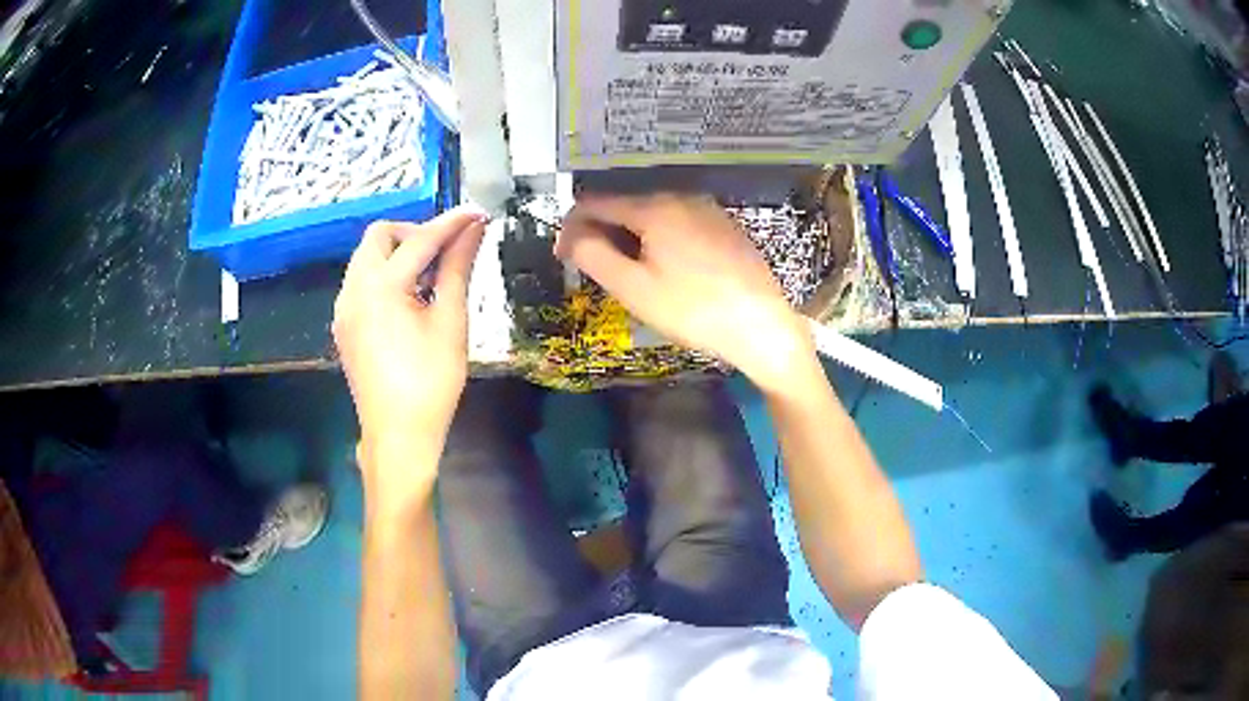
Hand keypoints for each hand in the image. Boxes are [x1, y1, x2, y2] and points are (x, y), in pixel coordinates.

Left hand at [333, 207, 486, 486]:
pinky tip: (408, 300)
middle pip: (379, 237)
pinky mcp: (344, 326)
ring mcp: (343, 309)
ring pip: (366, 258)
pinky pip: (360, 282)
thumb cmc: (431, 382)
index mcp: (380, 287)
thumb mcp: (450, 322)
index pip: (419, 240)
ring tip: (430, 277)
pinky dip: (384, 276)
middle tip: (447, 250)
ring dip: (398, 254)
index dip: (452, 223)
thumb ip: (458, 268)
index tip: (478, 215)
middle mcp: (353, 290)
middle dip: (415, 234)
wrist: (398, 435)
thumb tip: (474, 230)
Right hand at [556, 194, 814, 392]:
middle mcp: (681, 197)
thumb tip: (570, 235)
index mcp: (654, 207)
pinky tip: (664, 269)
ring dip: (629, 237)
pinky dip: (658, 239)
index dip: (572, 226)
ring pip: (652, 215)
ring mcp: (707, 210)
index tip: (563, 255)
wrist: (762, 326)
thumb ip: (593, 255)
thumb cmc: (693, 310)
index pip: (595, 202)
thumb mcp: (634, 288)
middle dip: (601, 232)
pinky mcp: (725, 227)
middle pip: (625, 205)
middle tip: (594, 270)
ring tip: (627, 273)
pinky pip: (678, 223)